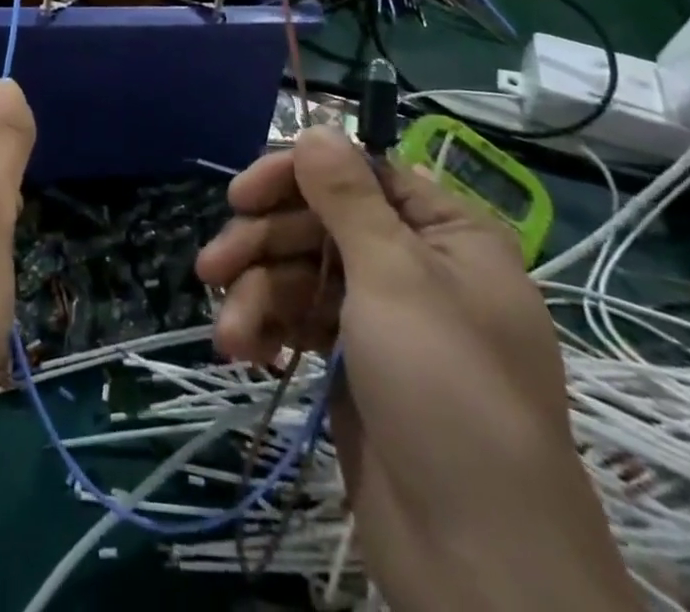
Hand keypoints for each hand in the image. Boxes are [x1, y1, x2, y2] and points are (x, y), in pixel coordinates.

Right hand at [195, 125, 638, 611]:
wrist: (479, 563)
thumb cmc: (446, 393)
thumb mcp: (396, 279)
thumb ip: (348, 198)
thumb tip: (317, 126)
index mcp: (445, 234)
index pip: (358, 174)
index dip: (296, 177)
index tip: (241, 194)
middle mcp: (414, 265)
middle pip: (319, 224)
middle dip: (262, 245)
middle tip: (210, 268)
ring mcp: (383, 316)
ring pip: (302, 273)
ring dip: (257, 297)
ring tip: (227, 335)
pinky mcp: (355, 362)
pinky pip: (302, 319)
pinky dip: (269, 328)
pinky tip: (244, 351)